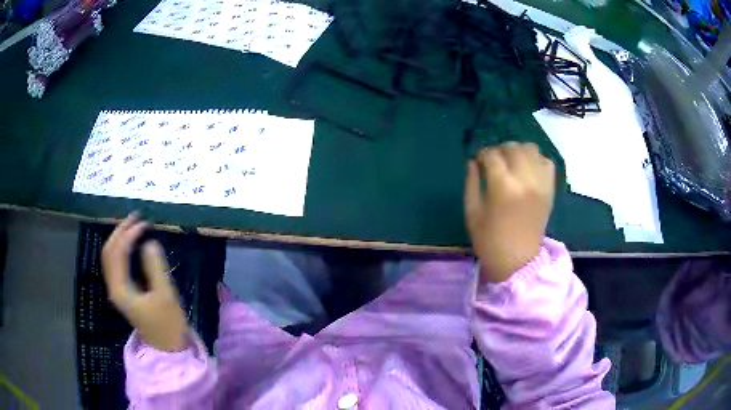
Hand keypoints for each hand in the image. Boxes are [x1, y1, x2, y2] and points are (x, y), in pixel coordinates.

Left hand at [102, 213, 187, 351]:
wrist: (167, 348)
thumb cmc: (168, 324)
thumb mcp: (165, 296)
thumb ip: (156, 268)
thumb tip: (149, 243)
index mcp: (120, 289)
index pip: (117, 253)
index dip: (128, 235)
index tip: (144, 224)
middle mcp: (114, 286)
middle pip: (109, 251)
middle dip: (120, 231)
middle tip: (136, 217)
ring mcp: (117, 289)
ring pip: (110, 257)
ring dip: (119, 238)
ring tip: (134, 225)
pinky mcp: (123, 291)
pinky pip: (116, 263)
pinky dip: (122, 249)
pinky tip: (131, 243)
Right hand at [465, 143, 554, 282]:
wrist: (518, 261)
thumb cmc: (490, 240)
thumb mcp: (472, 213)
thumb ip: (471, 183)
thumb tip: (473, 162)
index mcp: (502, 187)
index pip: (492, 155)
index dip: (483, 155)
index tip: (479, 161)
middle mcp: (525, 179)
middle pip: (514, 148)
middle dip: (501, 150)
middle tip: (495, 162)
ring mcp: (540, 183)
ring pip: (532, 149)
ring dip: (519, 152)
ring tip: (513, 164)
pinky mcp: (550, 189)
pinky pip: (547, 162)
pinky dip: (537, 161)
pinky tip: (528, 171)